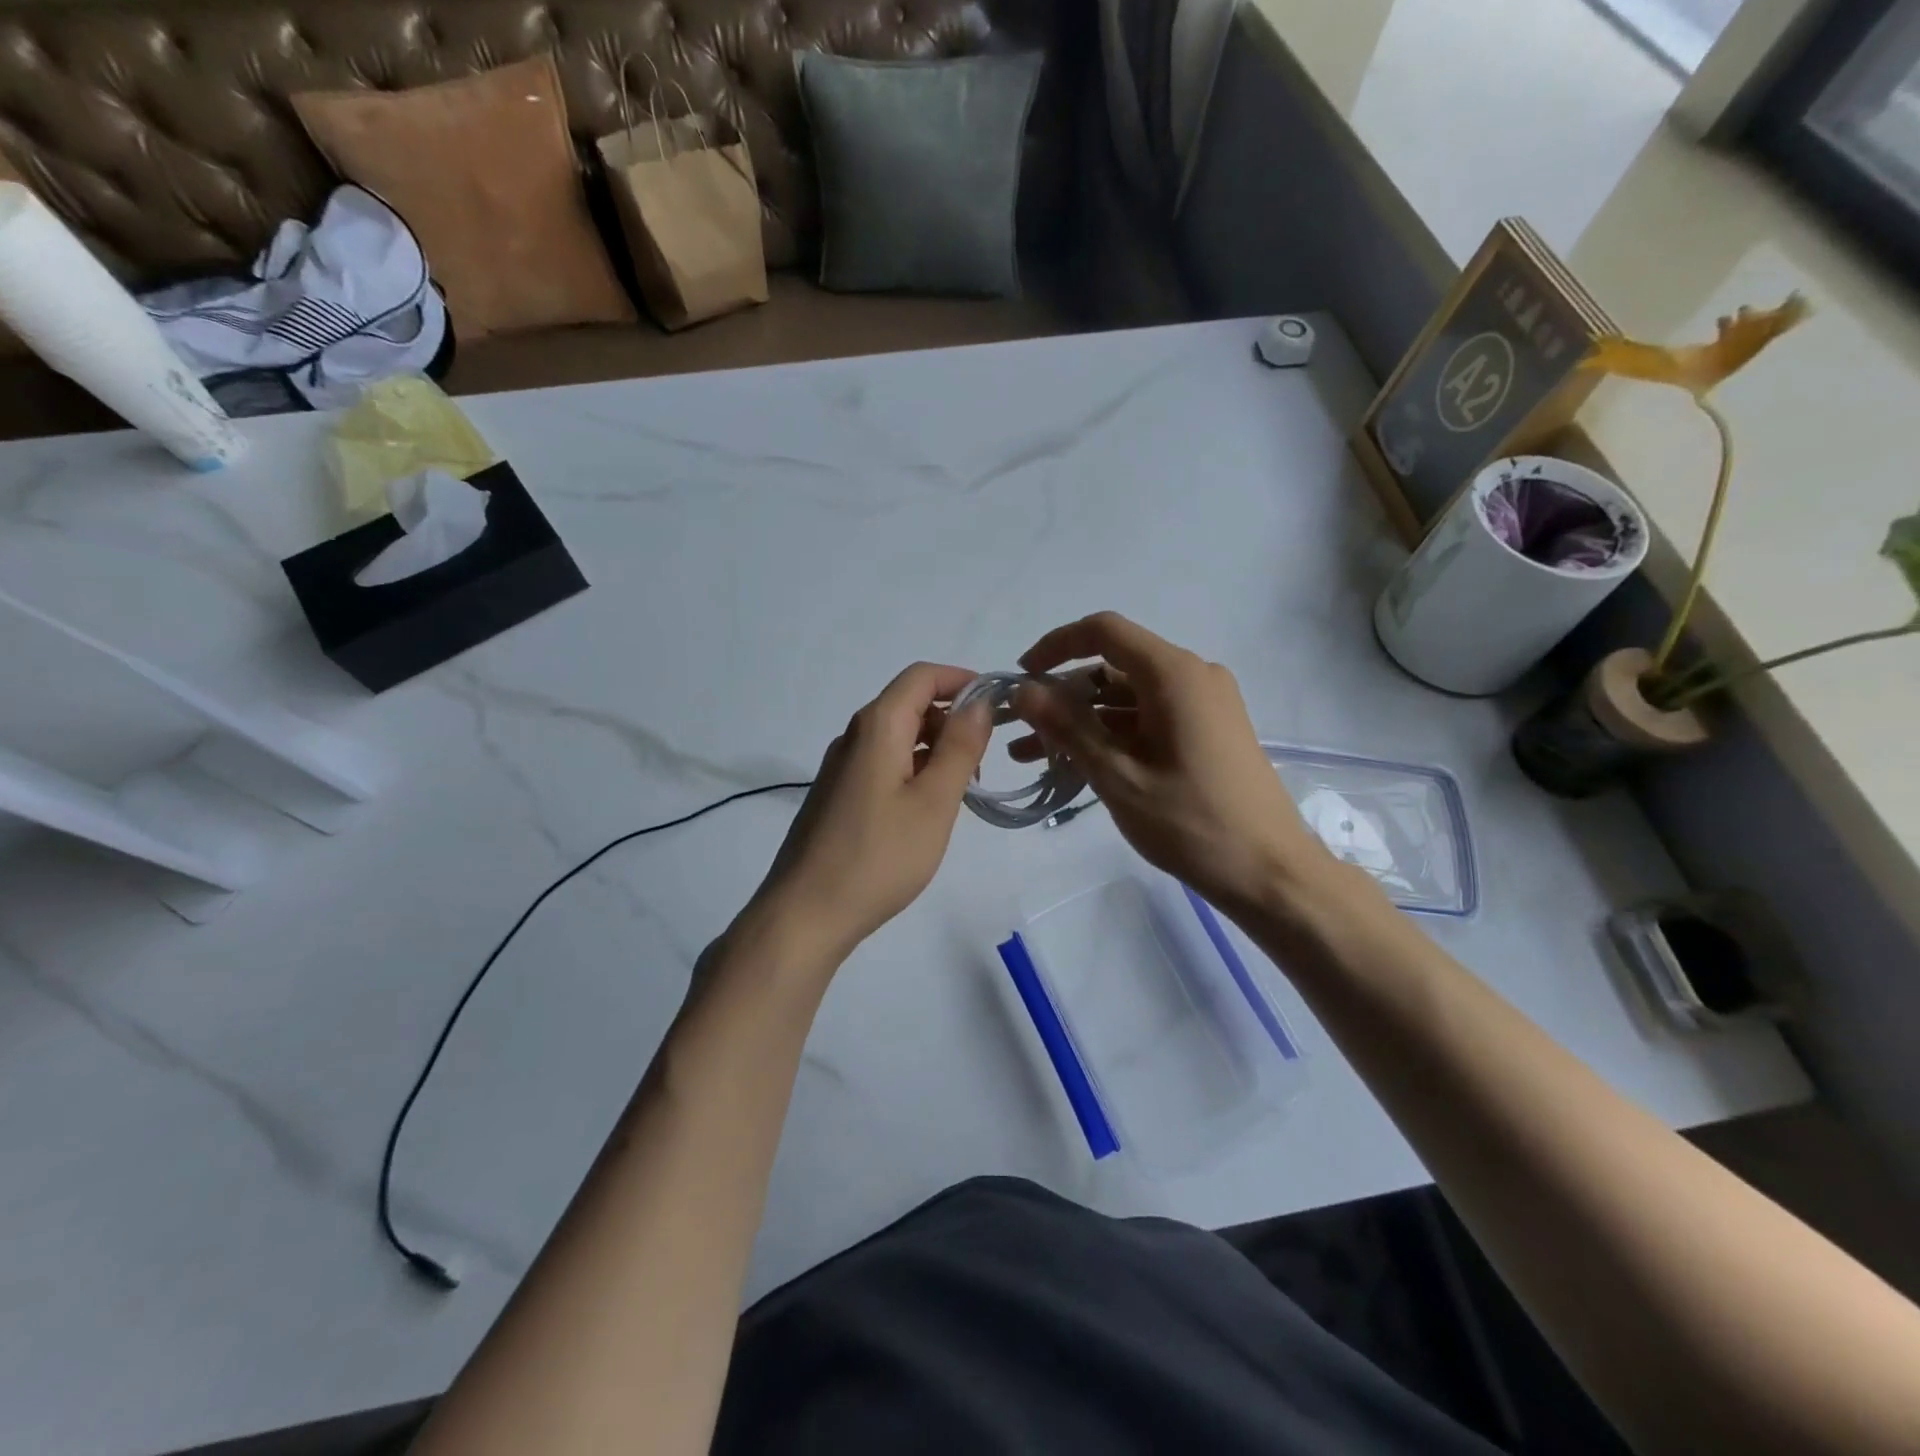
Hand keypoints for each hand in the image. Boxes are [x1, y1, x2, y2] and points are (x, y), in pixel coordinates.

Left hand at [747, 663, 990, 964]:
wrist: (806, 914)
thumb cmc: (879, 856)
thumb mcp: (934, 802)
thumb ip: (960, 747)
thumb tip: (979, 702)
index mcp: (877, 726)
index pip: (922, 676)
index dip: (962, 679)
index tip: (998, 705)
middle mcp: (854, 736)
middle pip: (909, 703)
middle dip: (952, 719)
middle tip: (984, 761)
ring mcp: (841, 767)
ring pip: (897, 736)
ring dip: (936, 748)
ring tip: (963, 789)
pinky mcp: (837, 795)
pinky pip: (883, 763)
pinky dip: (914, 769)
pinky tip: (928, 808)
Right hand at [1011, 613, 1333, 916]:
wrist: (1270, 872)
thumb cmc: (1192, 823)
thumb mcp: (1118, 776)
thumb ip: (1068, 727)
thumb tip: (1023, 690)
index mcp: (1174, 674)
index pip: (1104, 631)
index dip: (1055, 646)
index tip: (1020, 676)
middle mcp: (1192, 676)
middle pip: (1113, 666)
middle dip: (1062, 694)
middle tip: (1020, 729)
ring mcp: (1203, 704)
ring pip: (1127, 697)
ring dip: (1081, 720)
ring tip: (1031, 755)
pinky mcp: (1207, 730)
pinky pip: (1147, 718)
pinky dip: (1110, 735)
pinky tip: (1075, 764)